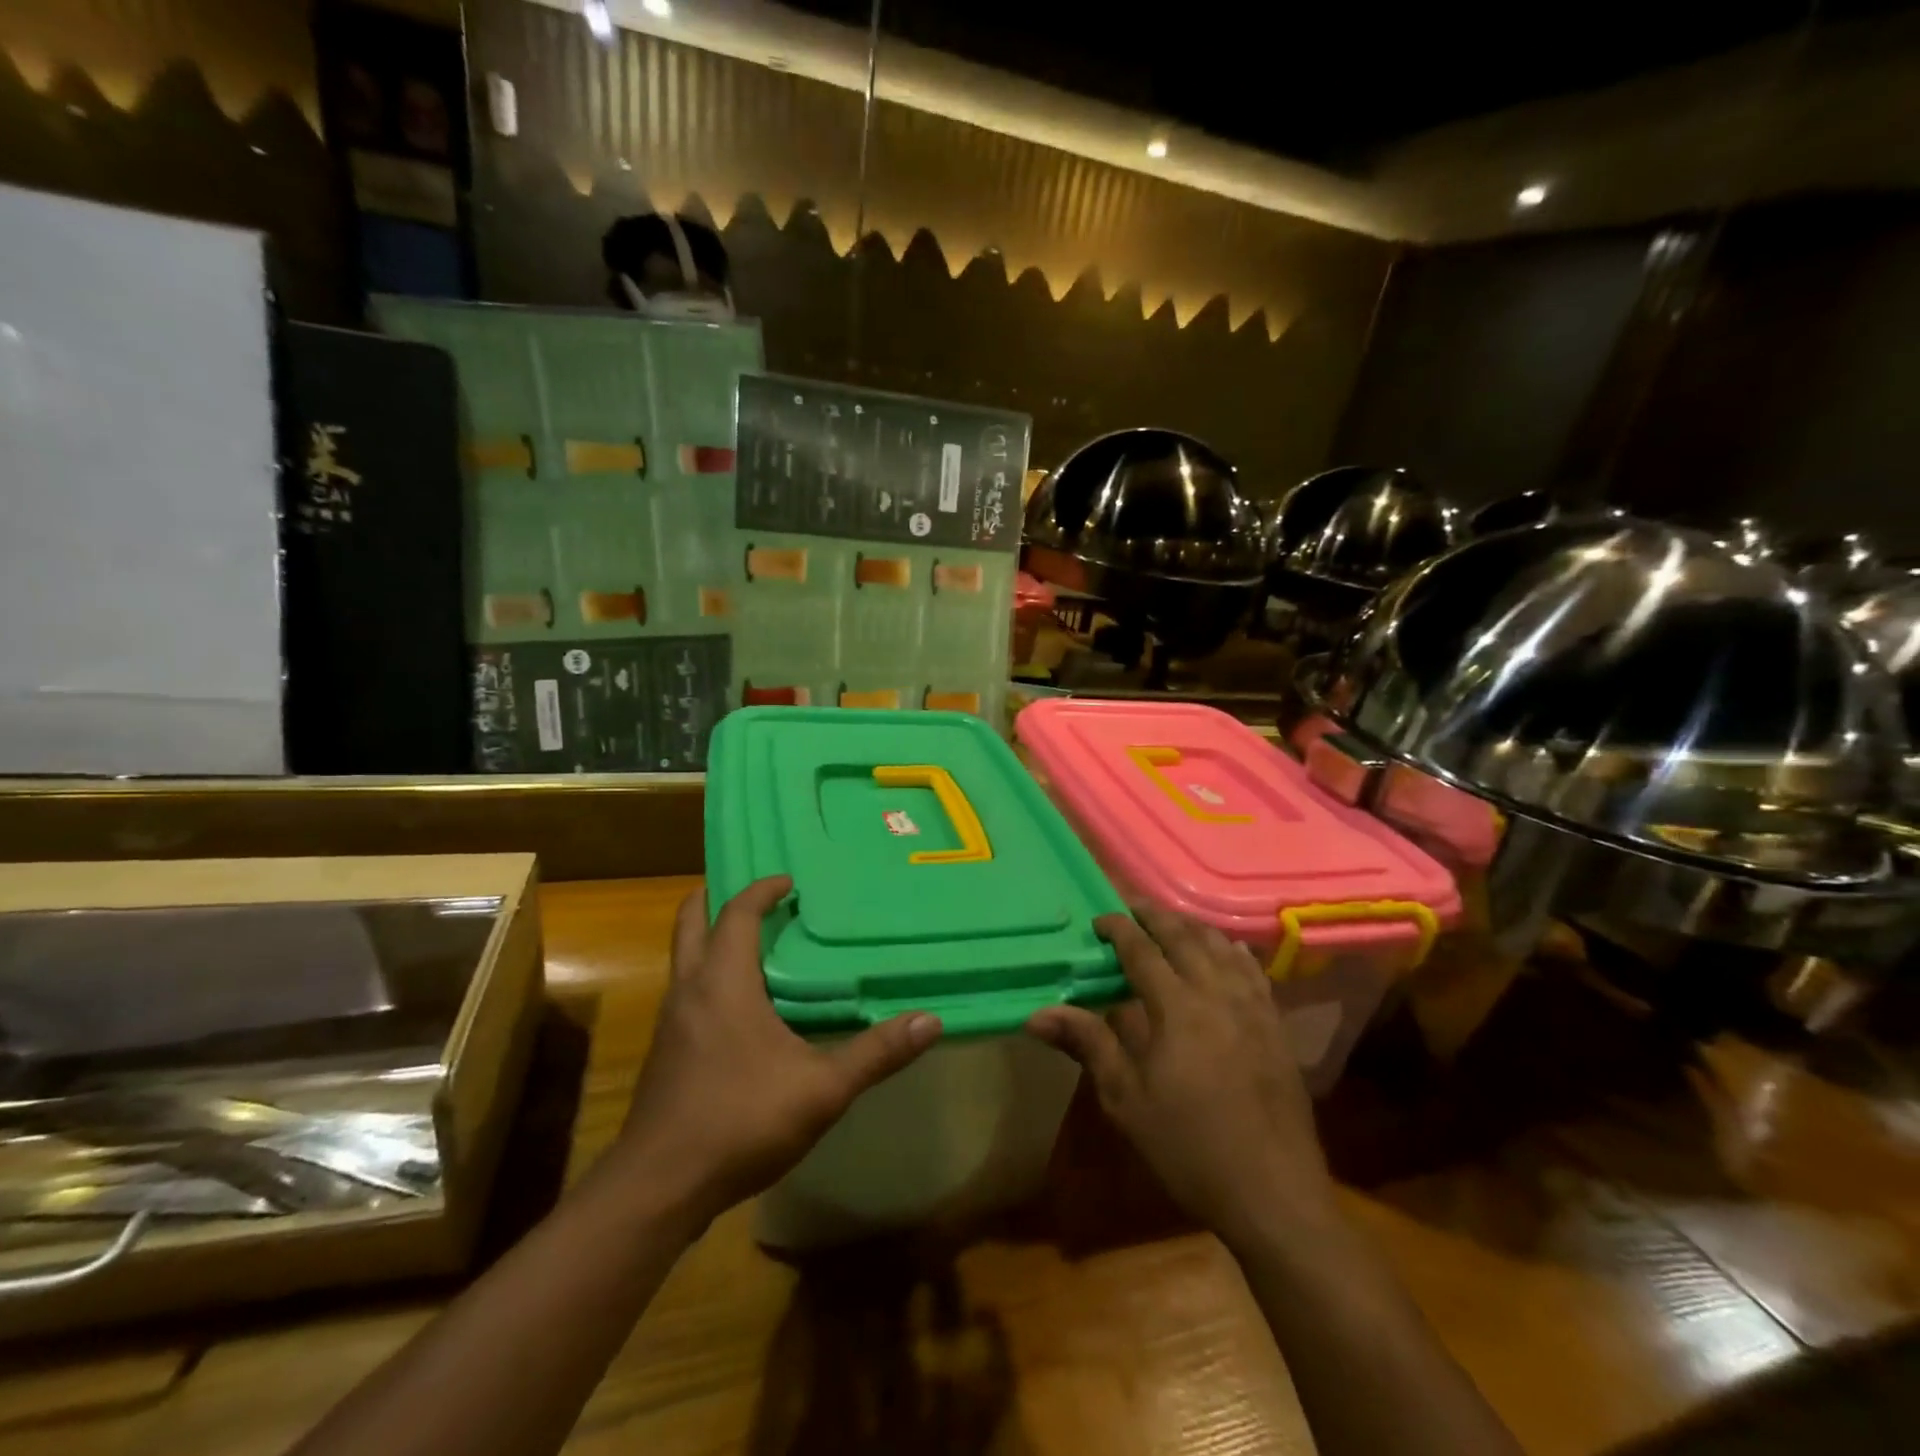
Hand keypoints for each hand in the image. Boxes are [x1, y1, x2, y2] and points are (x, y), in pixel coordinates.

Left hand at [610, 876, 942, 1222]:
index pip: (737, 913)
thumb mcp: (822, 1089)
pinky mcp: (664, 1053)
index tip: (789, 881)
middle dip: (716, 898)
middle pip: (690, 922)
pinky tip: (738, 1008)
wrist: (658, 1188)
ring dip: (710, 938)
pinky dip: (707, 975)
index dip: (761, 889)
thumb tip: (930, 1021)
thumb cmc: (740, 1120)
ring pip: (683, 958)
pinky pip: (684, 991)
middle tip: (754, 895)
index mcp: (723, 982)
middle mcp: (689, 989)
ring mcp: (669, 1022)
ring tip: (752, 944)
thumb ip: (876, 1053)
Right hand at [1027, 906, 1337, 1250]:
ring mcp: (1253, 1008)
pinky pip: (1253, 971)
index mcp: (1177, 1008)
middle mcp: (1217, 994)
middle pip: (1184, 937)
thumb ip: (1088, 1044)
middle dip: (1155, 916)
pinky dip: (1232, 951)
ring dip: (1192, 927)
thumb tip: (1037, 1014)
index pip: (1142, 950)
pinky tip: (1227, 951)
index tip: (1098, 920)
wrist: (1273, 1193)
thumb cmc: (1188, 1148)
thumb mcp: (1127, 1100)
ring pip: (1221, 947)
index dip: (1118, 928)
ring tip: (1171, 922)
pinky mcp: (1276, 1026)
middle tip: (1131, 907)